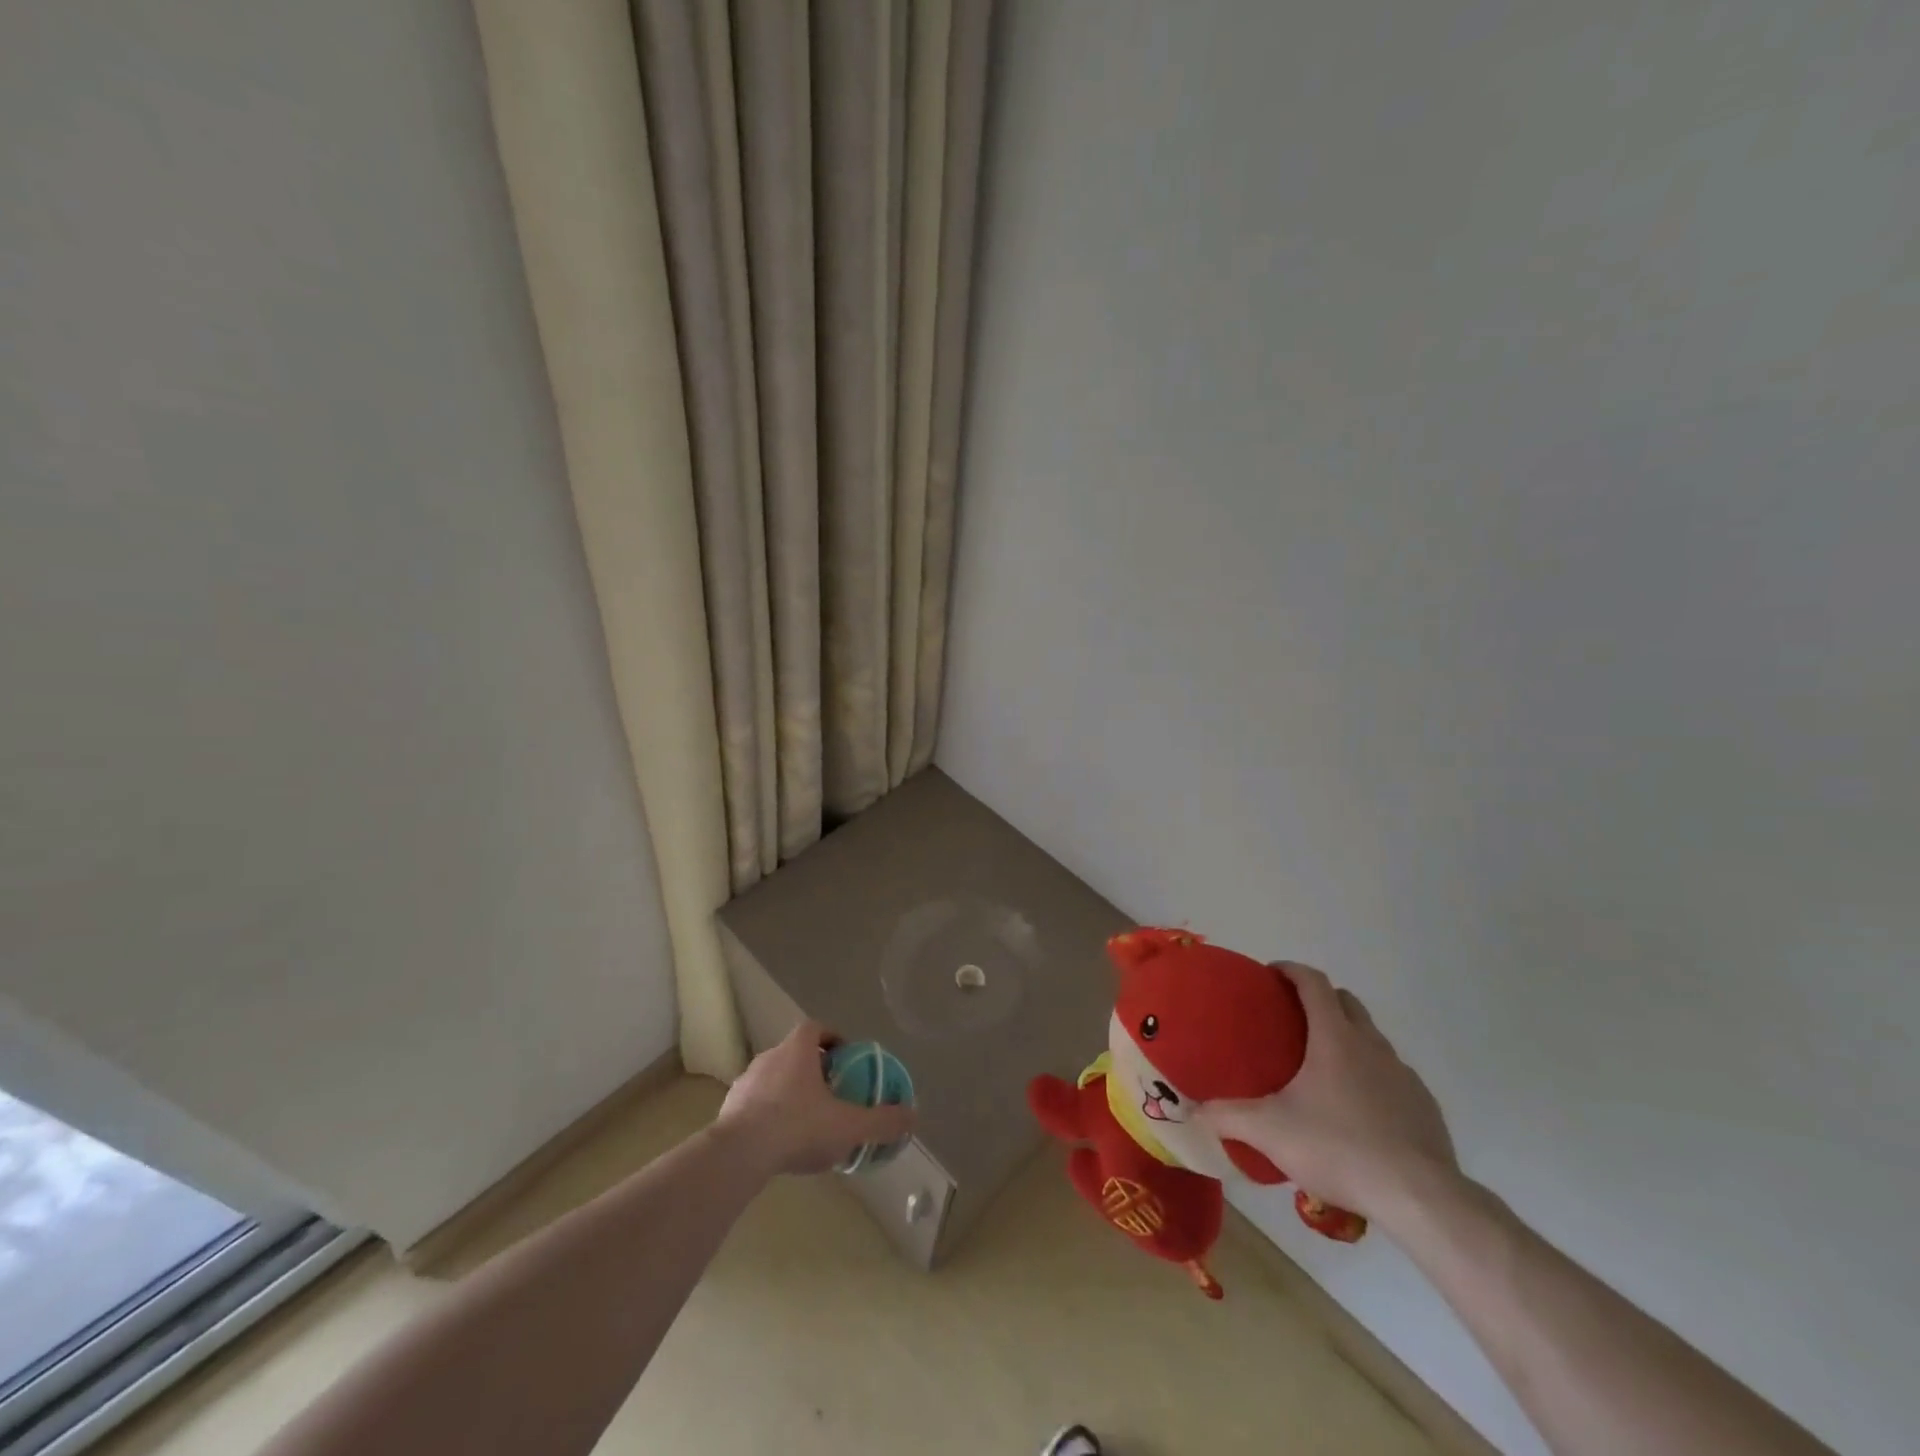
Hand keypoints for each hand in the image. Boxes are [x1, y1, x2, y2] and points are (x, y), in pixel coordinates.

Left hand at [714, 1020, 916, 1177]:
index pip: (815, 1028)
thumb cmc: (797, 1127)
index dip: (832, 1038)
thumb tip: (913, 1117)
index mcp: (796, 1049)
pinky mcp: (729, 1109)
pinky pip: (756, 1104)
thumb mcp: (849, 1126)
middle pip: (795, 1053)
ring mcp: (745, 1082)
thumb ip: (882, 1121)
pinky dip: (769, 1115)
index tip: (845, 1058)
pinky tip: (781, 1142)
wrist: (738, 1155)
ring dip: (790, 1092)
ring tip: (807, 1121)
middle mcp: (769, 1057)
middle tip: (832, 1093)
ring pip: (774, 1079)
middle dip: (813, 1069)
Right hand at [1198, 963, 1458, 1226]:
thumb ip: (1227, 1116)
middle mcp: (1372, 1045)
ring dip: (1348, 1040)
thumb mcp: (1269, 1131)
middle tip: (1292, 1020)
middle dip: (1320, 1000)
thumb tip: (1194, 1111)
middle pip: (1347, 1002)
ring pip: (1372, 1040)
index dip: (1291, 970)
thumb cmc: (1338, 1147)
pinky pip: (1393, 1077)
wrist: (1419, 1198)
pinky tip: (1358, 1113)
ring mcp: (1404, 1076)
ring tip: (1323, 1070)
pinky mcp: (1425, 1107)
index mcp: (1335, 1037)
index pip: (1314, 983)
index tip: (1272, 974)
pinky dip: (1373, 1078)